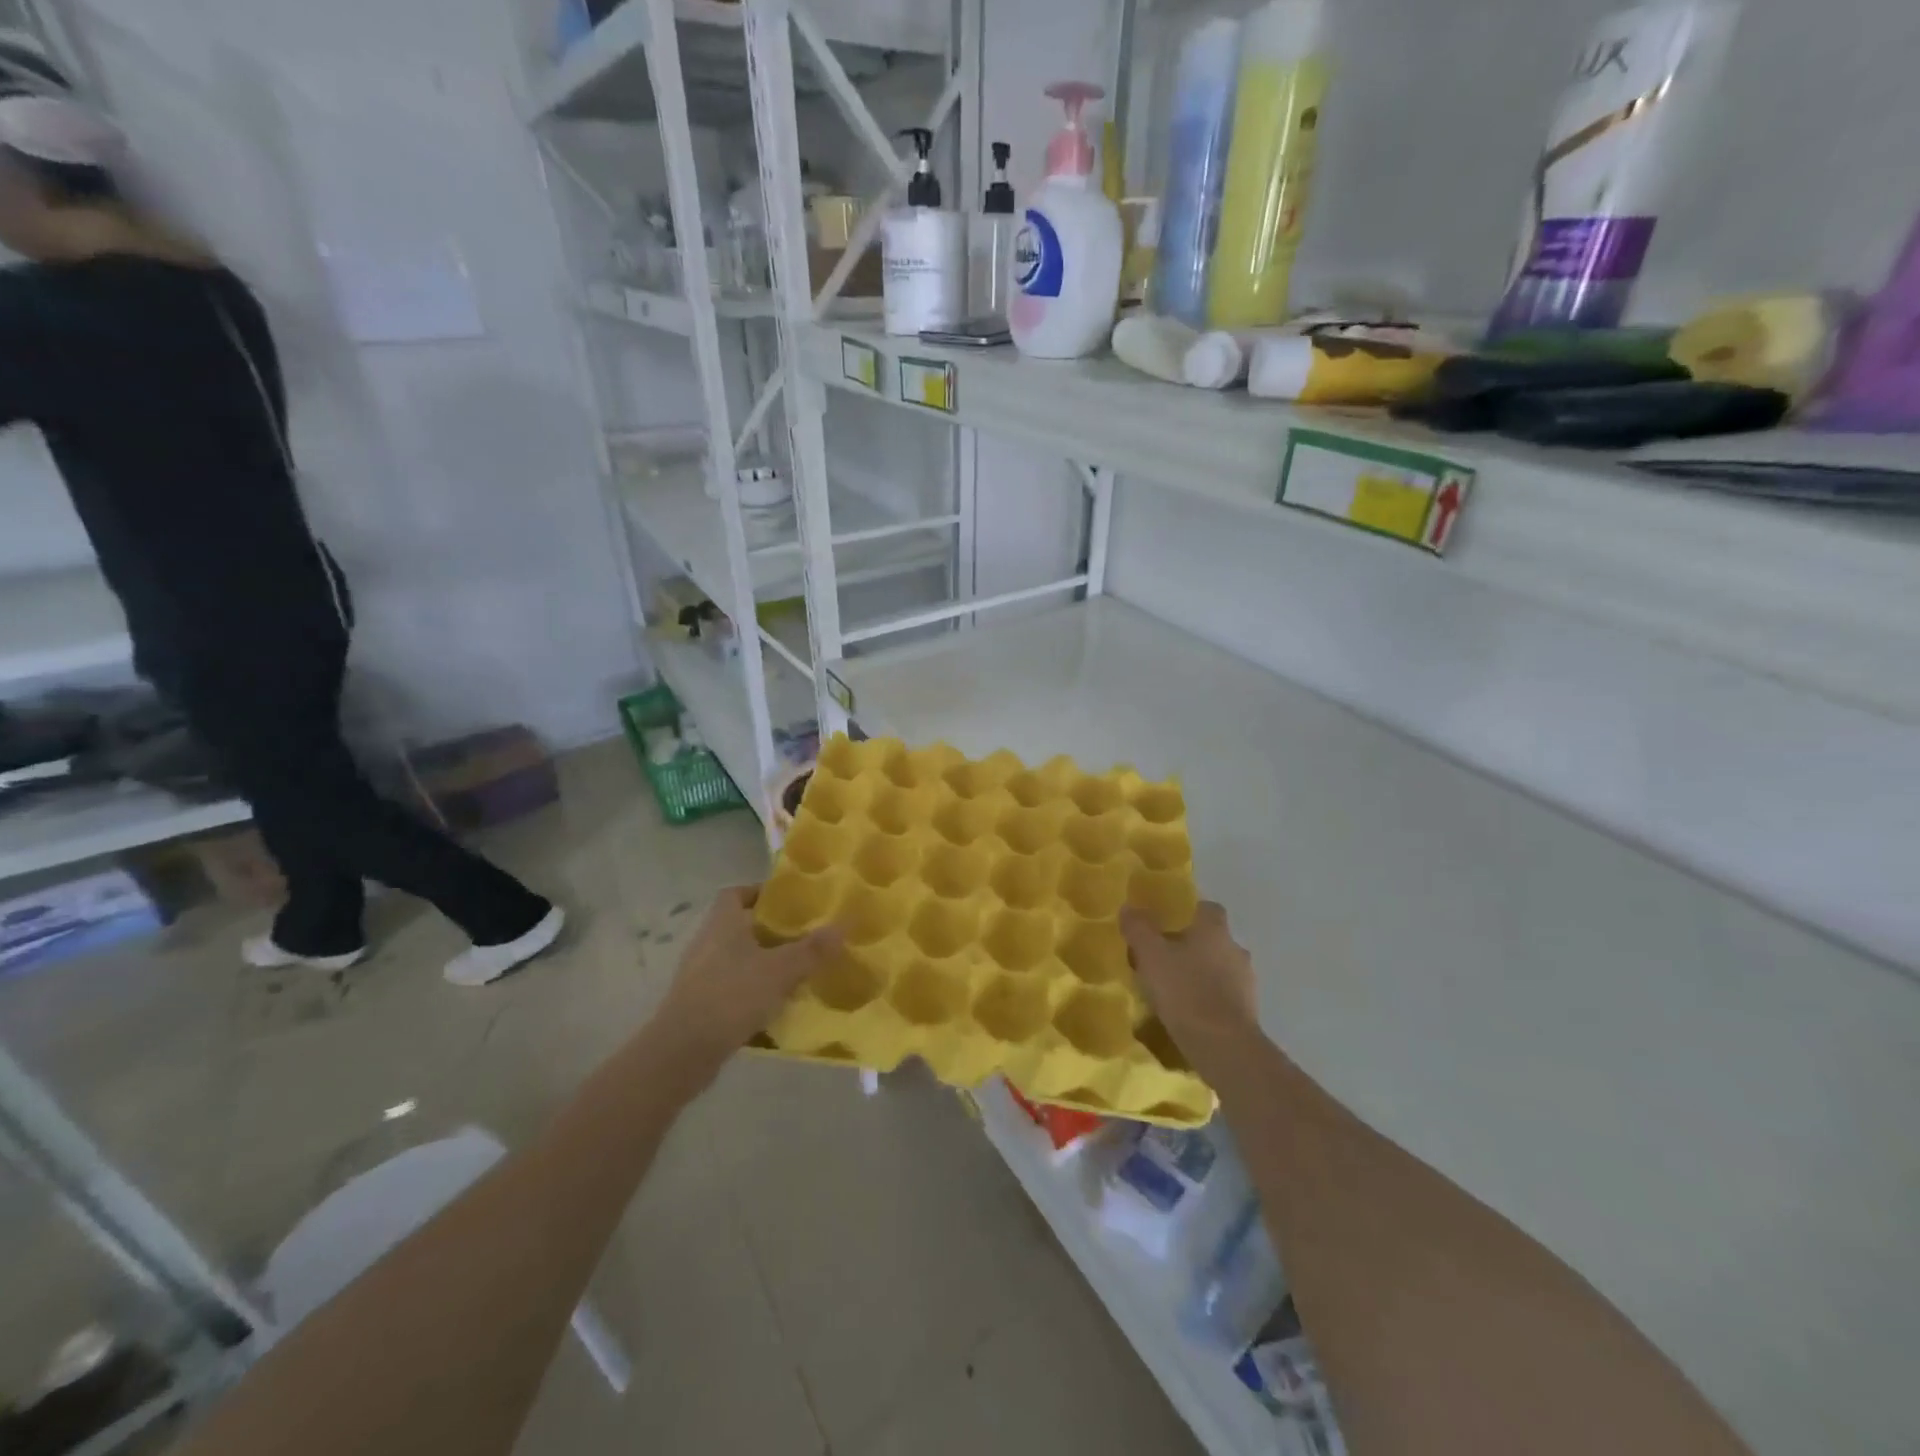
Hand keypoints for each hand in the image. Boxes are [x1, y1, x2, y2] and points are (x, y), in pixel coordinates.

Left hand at [651, 886, 841, 1074]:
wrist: (682, 1052)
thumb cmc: (731, 996)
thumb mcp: (780, 970)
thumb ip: (812, 950)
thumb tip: (842, 926)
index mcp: (722, 923)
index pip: (736, 893)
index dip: (760, 893)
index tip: (788, 903)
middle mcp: (707, 942)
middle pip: (740, 927)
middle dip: (770, 932)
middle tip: (803, 938)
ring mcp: (699, 975)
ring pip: (737, 960)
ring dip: (762, 964)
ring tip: (795, 973)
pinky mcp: (699, 1004)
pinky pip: (731, 989)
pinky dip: (751, 993)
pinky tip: (775, 1007)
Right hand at [1120, 901, 1260, 1071]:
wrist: (1224, 1047)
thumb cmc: (1185, 990)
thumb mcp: (1151, 955)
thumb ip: (1138, 928)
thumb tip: (1129, 907)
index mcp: (1215, 930)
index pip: (1206, 908)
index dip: (1187, 912)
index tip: (1167, 923)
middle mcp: (1235, 949)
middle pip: (1212, 939)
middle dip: (1191, 946)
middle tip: (1164, 958)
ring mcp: (1246, 981)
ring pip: (1220, 968)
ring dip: (1201, 974)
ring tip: (1174, 989)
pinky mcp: (1248, 1011)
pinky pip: (1225, 995)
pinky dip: (1209, 998)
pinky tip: (1189, 1012)